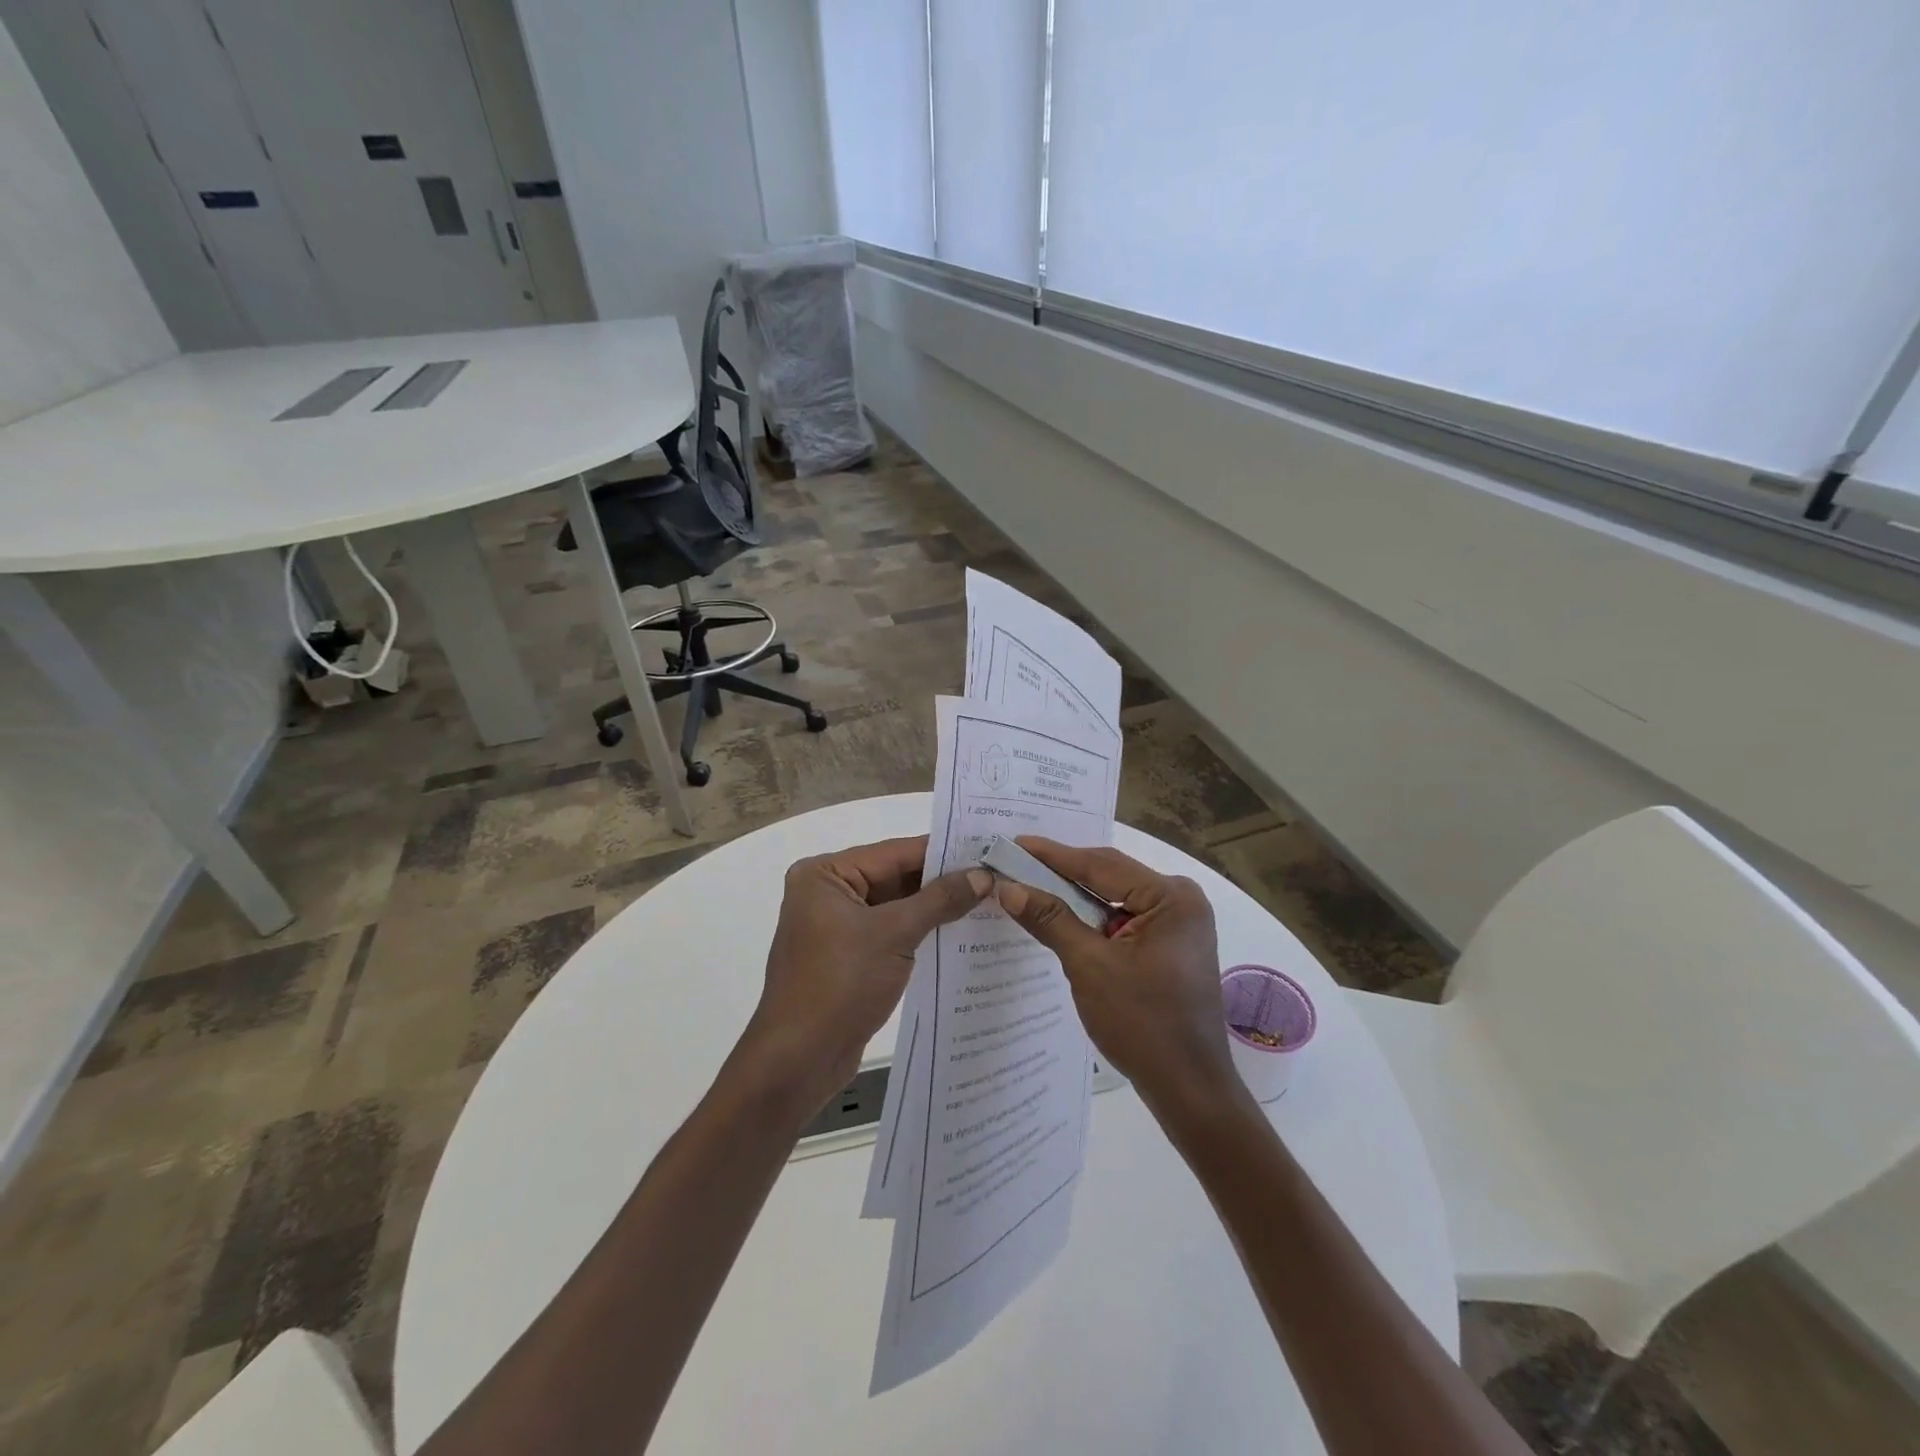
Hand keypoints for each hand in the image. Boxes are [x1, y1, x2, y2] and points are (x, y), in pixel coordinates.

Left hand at [745, 835, 990, 1115]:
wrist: (799, 1061)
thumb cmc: (840, 984)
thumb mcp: (894, 934)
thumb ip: (940, 900)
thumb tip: (983, 875)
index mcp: (825, 874)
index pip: (893, 852)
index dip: (942, 852)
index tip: (987, 849)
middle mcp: (826, 892)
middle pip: (894, 877)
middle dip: (941, 881)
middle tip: (994, 876)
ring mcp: (836, 926)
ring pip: (895, 906)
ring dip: (935, 908)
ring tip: (988, 901)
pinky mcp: (847, 957)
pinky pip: (890, 932)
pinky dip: (920, 932)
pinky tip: (960, 933)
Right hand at [994, 838, 1245, 1122]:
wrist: (1188, 1089)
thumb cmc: (1142, 1024)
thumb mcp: (1089, 966)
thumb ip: (1050, 919)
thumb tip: (1008, 887)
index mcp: (1172, 897)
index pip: (1101, 865)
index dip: (1053, 855)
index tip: (1014, 843)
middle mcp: (1181, 900)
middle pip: (1109, 876)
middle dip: (1062, 874)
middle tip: (1016, 864)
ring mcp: (1178, 923)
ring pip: (1114, 899)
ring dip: (1074, 898)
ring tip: (1029, 886)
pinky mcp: (1170, 945)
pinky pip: (1123, 919)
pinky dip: (1092, 920)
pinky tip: (1060, 918)